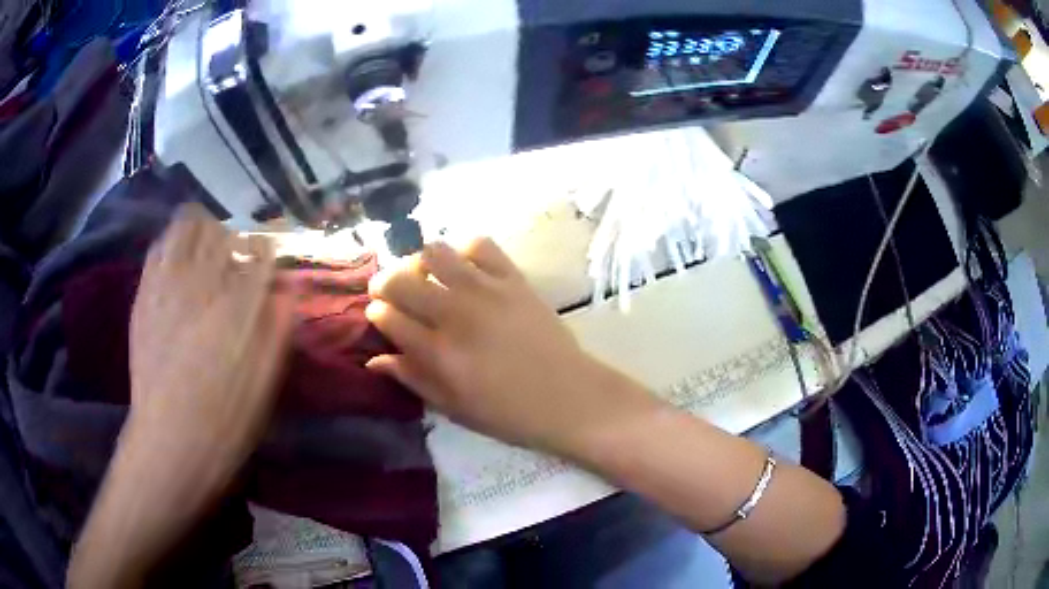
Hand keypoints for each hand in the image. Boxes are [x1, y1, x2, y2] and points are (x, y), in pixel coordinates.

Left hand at [127, 204, 291, 491]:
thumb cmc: (225, 422)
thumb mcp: (264, 384)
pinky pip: (159, 247)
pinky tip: (176, 261)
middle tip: (234, 261)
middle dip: (233, 240)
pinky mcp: (145, 294)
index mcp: (239, 306)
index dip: (267, 251)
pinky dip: (172, 243)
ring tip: (204, 251)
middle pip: (223, 232)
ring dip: (202, 231)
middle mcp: (204, 283)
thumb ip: (277, 330)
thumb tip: (287, 289)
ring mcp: (169, 284)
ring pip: (188, 227)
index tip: (267, 261)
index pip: (260, 251)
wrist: (170, 443)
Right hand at [366, 239, 656, 455]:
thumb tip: (375, 359)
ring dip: (421, 262)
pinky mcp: (513, 279)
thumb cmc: (508, 413)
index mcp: (438, 353)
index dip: (377, 313)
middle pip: (401, 280)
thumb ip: (412, 379)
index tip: (380, 314)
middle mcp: (455, 315)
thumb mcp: (453, 407)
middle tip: (392, 291)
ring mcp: (485, 291)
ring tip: (428, 277)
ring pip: (434, 253)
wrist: (568, 398)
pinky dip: (465, 251)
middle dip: (386, 282)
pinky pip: (480, 245)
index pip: (388, 316)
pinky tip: (466, 269)